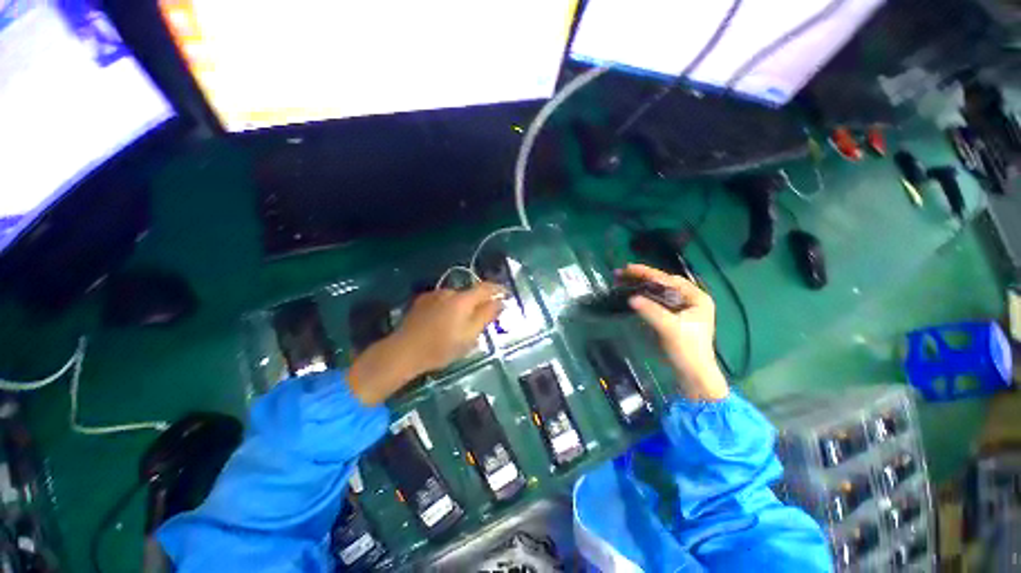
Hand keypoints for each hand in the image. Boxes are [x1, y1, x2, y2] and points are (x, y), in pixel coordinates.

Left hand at [348, 282, 503, 404]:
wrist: (403, 351)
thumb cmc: (441, 347)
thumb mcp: (469, 336)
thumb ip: (486, 316)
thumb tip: (500, 302)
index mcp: (462, 299)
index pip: (486, 287)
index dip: (498, 289)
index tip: (506, 294)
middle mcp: (449, 291)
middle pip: (471, 293)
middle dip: (479, 303)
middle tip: (482, 320)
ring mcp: (433, 295)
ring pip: (456, 298)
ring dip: (463, 307)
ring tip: (460, 325)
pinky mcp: (422, 301)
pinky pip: (443, 301)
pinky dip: (449, 308)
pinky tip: (444, 322)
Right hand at [622, 264, 728, 401]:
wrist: (693, 374)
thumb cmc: (687, 349)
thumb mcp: (669, 328)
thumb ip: (651, 311)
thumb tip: (631, 298)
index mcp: (697, 297)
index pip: (669, 280)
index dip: (648, 273)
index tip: (628, 267)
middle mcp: (691, 299)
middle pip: (664, 283)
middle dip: (643, 277)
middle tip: (623, 273)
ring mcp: (683, 308)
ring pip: (660, 291)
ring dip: (642, 286)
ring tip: (624, 280)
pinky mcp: (674, 317)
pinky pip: (658, 301)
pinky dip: (645, 296)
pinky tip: (634, 294)